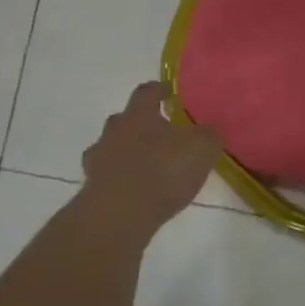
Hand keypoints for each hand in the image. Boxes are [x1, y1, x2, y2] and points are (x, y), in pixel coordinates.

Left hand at [79, 82, 221, 232]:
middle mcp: (114, 132)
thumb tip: (212, 128)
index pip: (146, 92)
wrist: (119, 215)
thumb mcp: (202, 149)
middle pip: (123, 119)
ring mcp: (98, 161)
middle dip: (140, 124)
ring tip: (147, 166)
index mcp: (139, 114)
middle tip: (159, 133)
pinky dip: (120, 180)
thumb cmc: (162, 171)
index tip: (168, 92)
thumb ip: (209, 135)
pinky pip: (108, 177)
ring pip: (112, 148)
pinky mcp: (92, 189)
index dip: (159, 90)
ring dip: (126, 153)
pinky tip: (136, 191)